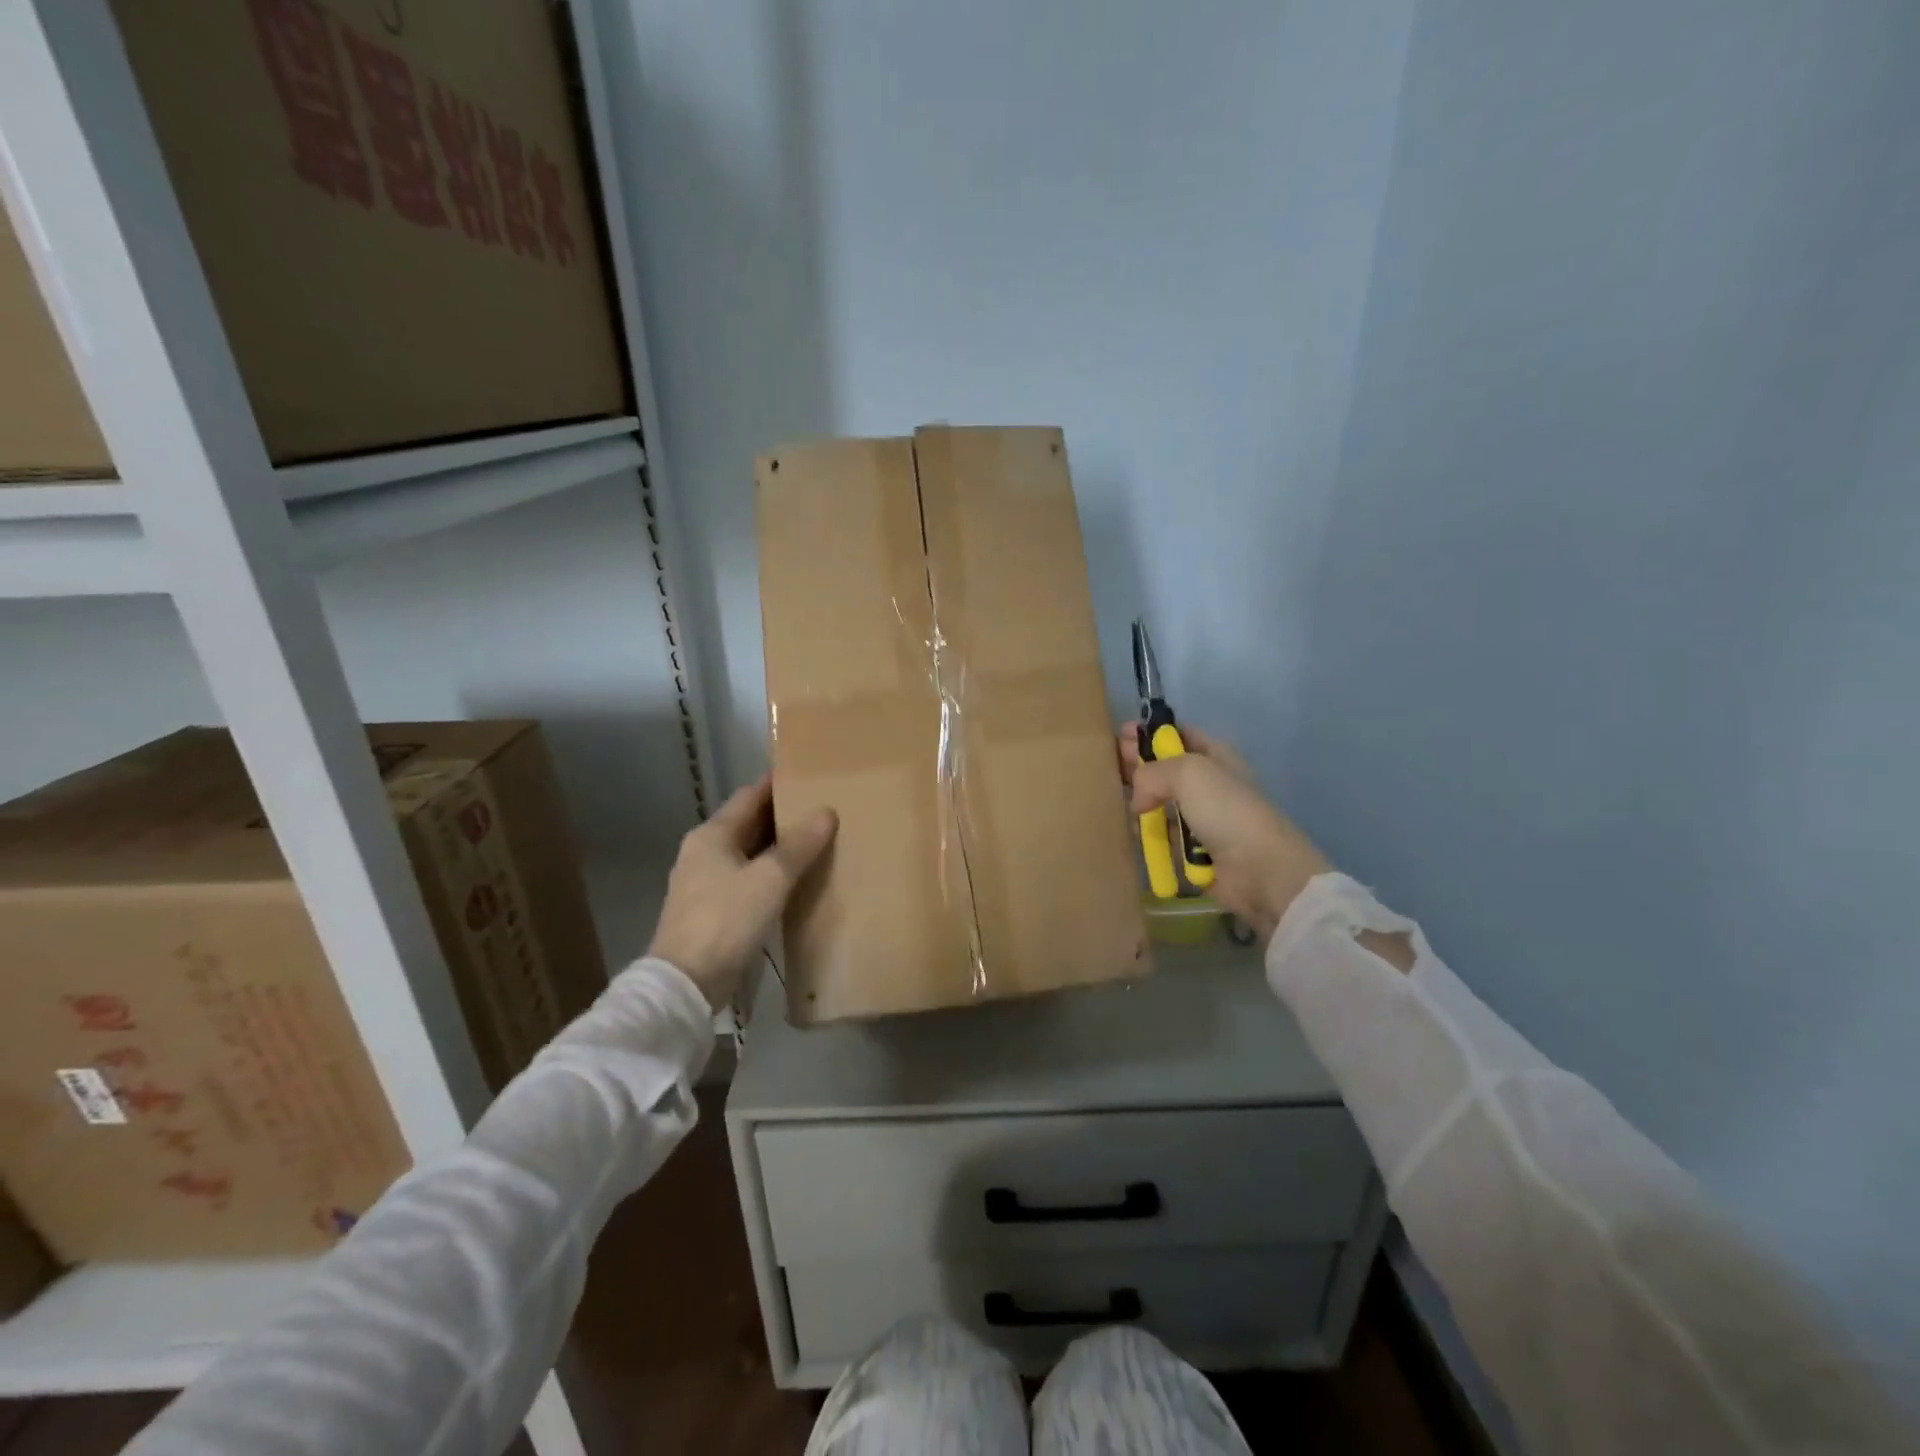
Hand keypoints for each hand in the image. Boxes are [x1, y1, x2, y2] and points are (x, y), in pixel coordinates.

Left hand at [648, 777, 837, 1009]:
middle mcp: (704, 852)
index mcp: (712, 835)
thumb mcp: (769, 879)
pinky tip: (795, 881)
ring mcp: (705, 882)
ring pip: (749, 853)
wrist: (686, 982)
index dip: (778, 785)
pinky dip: (770, 874)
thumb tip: (826, 812)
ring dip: (778, 847)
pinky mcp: (712, 909)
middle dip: (783, 817)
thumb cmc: (726, 920)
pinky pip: (747, 879)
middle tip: (823, 810)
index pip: (749, 796)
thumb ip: (799, 845)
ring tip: (817, 842)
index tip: (810, 776)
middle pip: (749, 824)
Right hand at [1118, 723, 1330, 946]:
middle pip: (1164, 769)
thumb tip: (1137, 800)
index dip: (1150, 733)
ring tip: (1113, 802)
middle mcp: (1207, 784)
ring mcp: (1200, 818)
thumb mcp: (1188, 772)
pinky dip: (1148, 835)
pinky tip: (1132, 833)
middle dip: (1137, 766)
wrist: (1259, 870)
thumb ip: (1152, 772)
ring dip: (1138, 804)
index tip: (1120, 736)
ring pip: (1159, 804)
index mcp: (1214, 756)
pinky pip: (1162, 836)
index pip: (1178, 735)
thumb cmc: (1226, 810)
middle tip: (1107, 767)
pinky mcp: (1193, 850)